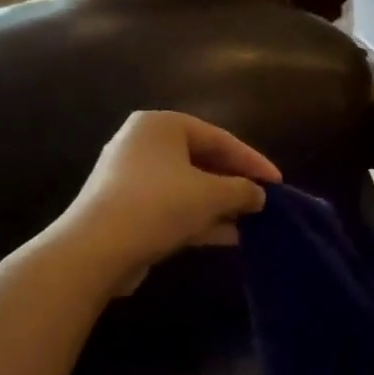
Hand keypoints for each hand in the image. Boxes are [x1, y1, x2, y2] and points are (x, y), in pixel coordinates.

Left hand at [62, 112, 280, 287]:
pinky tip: (228, 236)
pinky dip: (198, 218)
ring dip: (219, 204)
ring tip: (251, 221)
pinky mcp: (125, 208)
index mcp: (162, 125)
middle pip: (202, 160)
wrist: (95, 249)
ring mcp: (131, 177)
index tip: (278, 183)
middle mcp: (143, 143)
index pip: (219, 138)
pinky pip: (171, 207)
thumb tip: (259, 195)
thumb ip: (242, 190)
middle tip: (263, 201)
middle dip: (234, 183)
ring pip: (187, 186)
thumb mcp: (211, 195)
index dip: (253, 161)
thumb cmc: (158, 205)